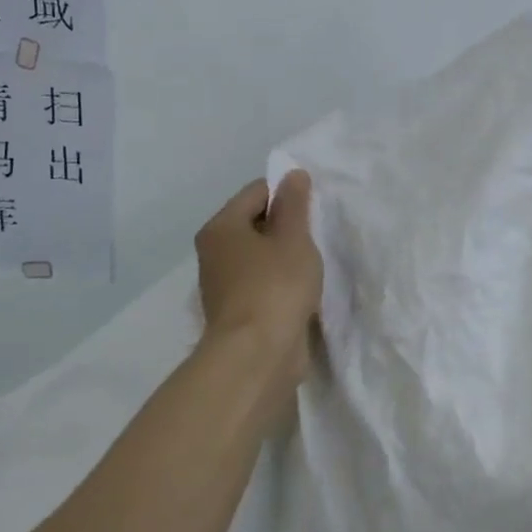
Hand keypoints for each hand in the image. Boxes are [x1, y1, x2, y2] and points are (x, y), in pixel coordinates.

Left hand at [194, 171, 323, 376]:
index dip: (287, 193)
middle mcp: (214, 252)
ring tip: (312, 264)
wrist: (258, 357)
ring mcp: (223, 284)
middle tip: (316, 235)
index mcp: (221, 227)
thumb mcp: (293, 237)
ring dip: (285, 256)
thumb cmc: (276, 286)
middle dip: (287, 225)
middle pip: (255, 222)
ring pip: (260, 255)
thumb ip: (294, 203)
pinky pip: (262, 282)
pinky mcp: (236, 312)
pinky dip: (280, 282)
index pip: (256, 191)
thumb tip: (292, 174)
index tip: (314, 208)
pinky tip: (301, 291)